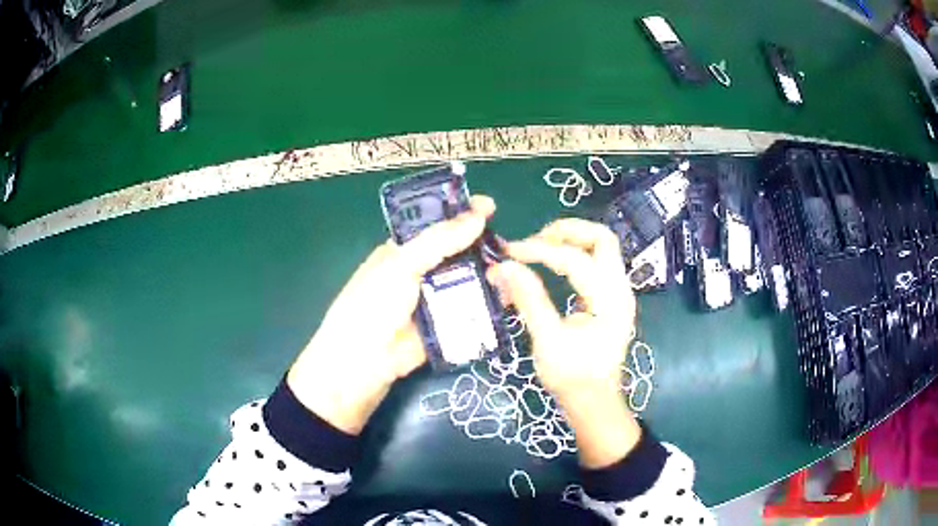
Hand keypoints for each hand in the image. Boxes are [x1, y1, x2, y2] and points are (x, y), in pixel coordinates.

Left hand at [288, 196, 495, 433]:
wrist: (364, 363)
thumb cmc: (373, 305)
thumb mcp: (401, 265)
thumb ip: (439, 240)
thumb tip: (478, 215)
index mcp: (404, 252)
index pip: (438, 226)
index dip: (462, 215)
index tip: (492, 207)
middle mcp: (421, 273)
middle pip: (459, 254)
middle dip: (483, 247)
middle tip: (511, 246)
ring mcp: (436, 301)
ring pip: (469, 282)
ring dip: (491, 275)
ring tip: (515, 270)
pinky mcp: (448, 327)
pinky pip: (473, 311)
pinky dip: (491, 304)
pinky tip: (512, 297)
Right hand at [487, 218, 640, 467]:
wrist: (594, 401)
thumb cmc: (572, 377)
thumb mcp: (547, 341)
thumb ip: (529, 300)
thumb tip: (503, 266)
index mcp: (610, 301)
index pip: (576, 259)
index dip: (540, 250)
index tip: (509, 252)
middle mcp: (620, 289)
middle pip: (602, 238)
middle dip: (566, 231)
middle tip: (534, 240)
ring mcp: (618, 291)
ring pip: (601, 246)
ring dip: (571, 240)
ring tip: (538, 248)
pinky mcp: (609, 297)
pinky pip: (596, 261)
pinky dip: (573, 254)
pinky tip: (550, 263)